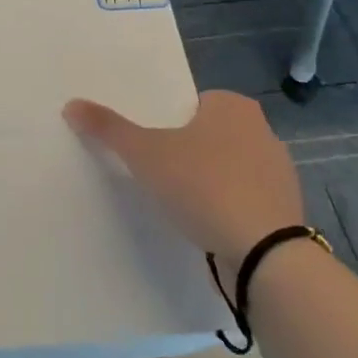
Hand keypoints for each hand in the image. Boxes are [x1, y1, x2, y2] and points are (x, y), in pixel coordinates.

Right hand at [64, 91, 300, 277]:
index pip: (192, 103)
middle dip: (189, 150)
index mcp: (232, 106)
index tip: (151, 144)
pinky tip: (207, 223)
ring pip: (230, 166)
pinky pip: (246, 198)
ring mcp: (280, 172)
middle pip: (211, 134)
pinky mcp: (286, 210)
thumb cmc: (202, 185)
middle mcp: (262, 130)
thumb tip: (71, 104)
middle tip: (158, 170)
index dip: (170, 122)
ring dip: (209, 179)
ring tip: (180, 201)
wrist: (265, 254)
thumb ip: (108, 127)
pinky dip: (228, 206)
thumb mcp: (144, 153)